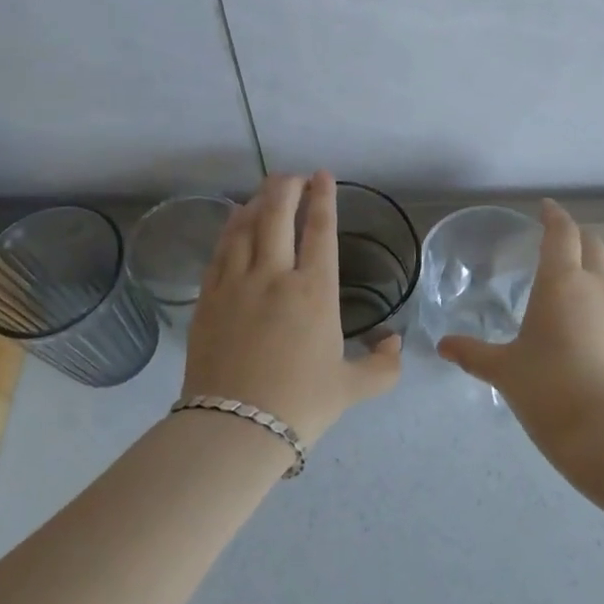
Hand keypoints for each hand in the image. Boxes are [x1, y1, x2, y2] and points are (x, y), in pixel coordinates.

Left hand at [184, 171, 400, 447]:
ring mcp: (236, 284)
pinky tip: (234, 223)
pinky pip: (220, 251)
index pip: (321, 230)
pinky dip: (230, 229)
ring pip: (245, 227)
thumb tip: (395, 343)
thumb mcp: (351, 388)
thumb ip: (382, 366)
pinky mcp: (208, 298)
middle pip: (277, 215)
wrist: (235, 428)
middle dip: (286, 187)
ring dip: (256, 203)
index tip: (322, 175)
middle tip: (292, 176)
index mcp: (315, 291)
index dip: (323, 198)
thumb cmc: (300, 405)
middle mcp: (275, 276)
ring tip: (264, 192)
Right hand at [438, 199, 603, 458]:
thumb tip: (444, 345)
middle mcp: (595, 288)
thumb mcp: (504, 370)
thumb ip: (473, 353)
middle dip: (575, 235)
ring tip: (561, 284)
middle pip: (592, 245)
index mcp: (562, 282)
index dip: (553, 216)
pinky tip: (576, 324)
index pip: (562, 232)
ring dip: (587, 268)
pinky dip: (594, 300)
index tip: (544, 207)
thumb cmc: (549, 388)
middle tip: (554, 239)